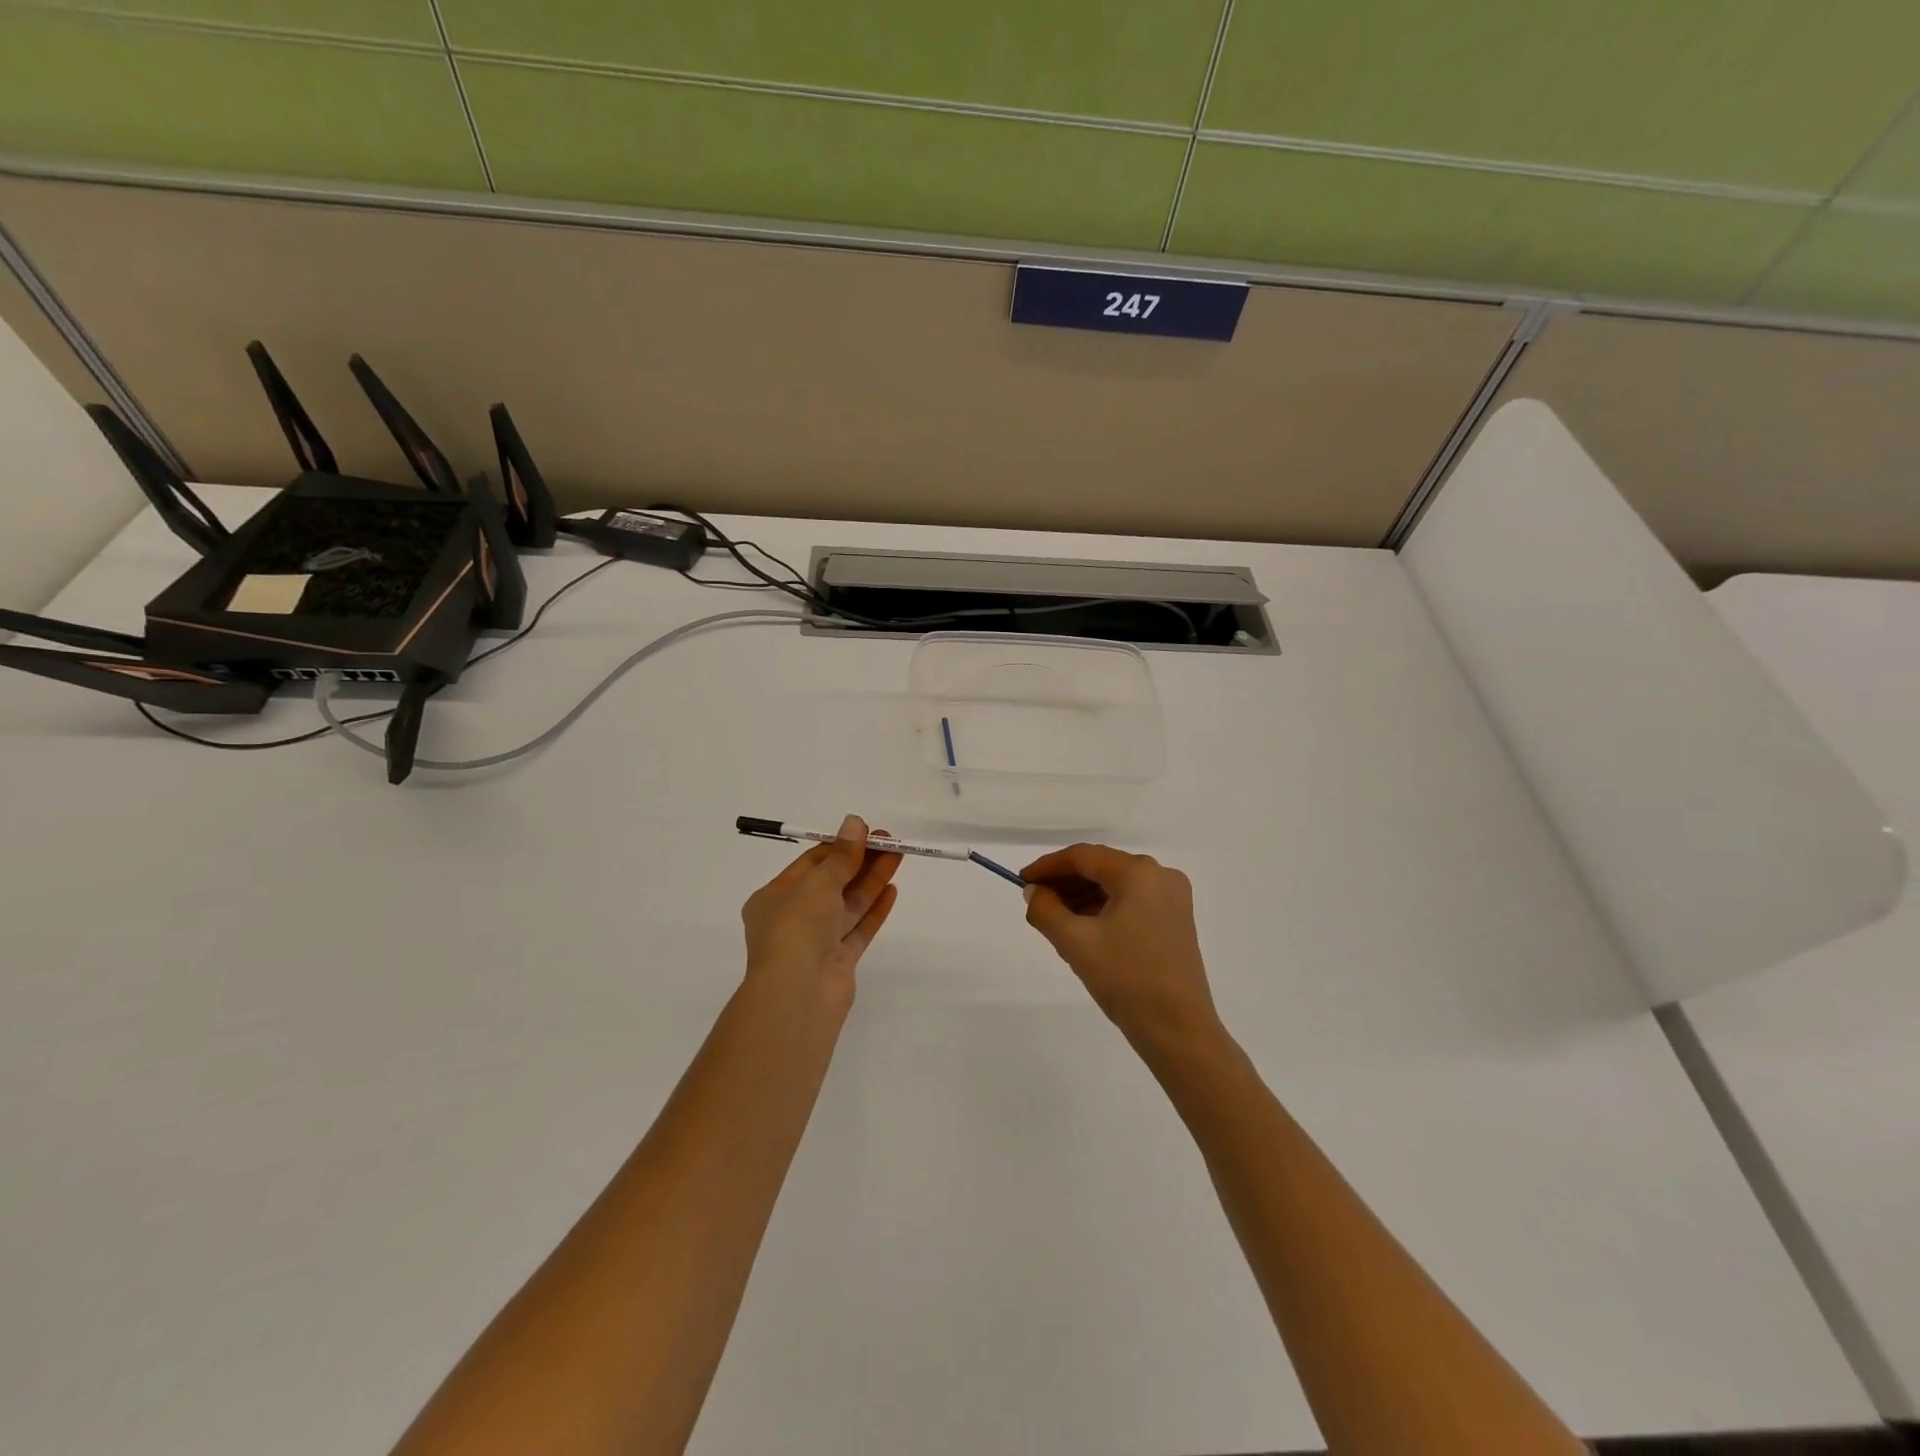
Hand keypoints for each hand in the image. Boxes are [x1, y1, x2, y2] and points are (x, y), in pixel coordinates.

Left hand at [742, 815, 902, 1003]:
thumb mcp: (818, 882)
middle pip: (832, 882)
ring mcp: (817, 942)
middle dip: (860, 860)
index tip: (865, 832)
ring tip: (898, 855)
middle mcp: (793, 919)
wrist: (798, 992)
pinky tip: (892, 890)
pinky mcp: (839, 961)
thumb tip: (855, 822)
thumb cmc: (797, 927)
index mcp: (774, 898)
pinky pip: (858, 929)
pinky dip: (874, 909)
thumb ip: (841, 855)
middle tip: (889, 840)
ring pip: (848, 904)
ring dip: (872, 879)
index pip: (809, 864)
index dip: (838, 846)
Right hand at [1020, 844, 1222, 1054]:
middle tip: (1035, 900)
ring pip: (1116, 885)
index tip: (1021, 880)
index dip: (1047, 866)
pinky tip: (1083, 928)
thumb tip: (1034, 892)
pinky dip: (1104, 908)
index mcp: (1138, 873)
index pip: (1083, 856)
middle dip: (1065, 882)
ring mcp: (1172, 898)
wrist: (1179, 1030)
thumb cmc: (1126, 980)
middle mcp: (1160, 875)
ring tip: (1054, 918)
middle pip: (1101, 867)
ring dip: (1083, 896)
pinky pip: (1131, 901)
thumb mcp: (1075, 943)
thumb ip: (1046, 910)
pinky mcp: (1176, 920)